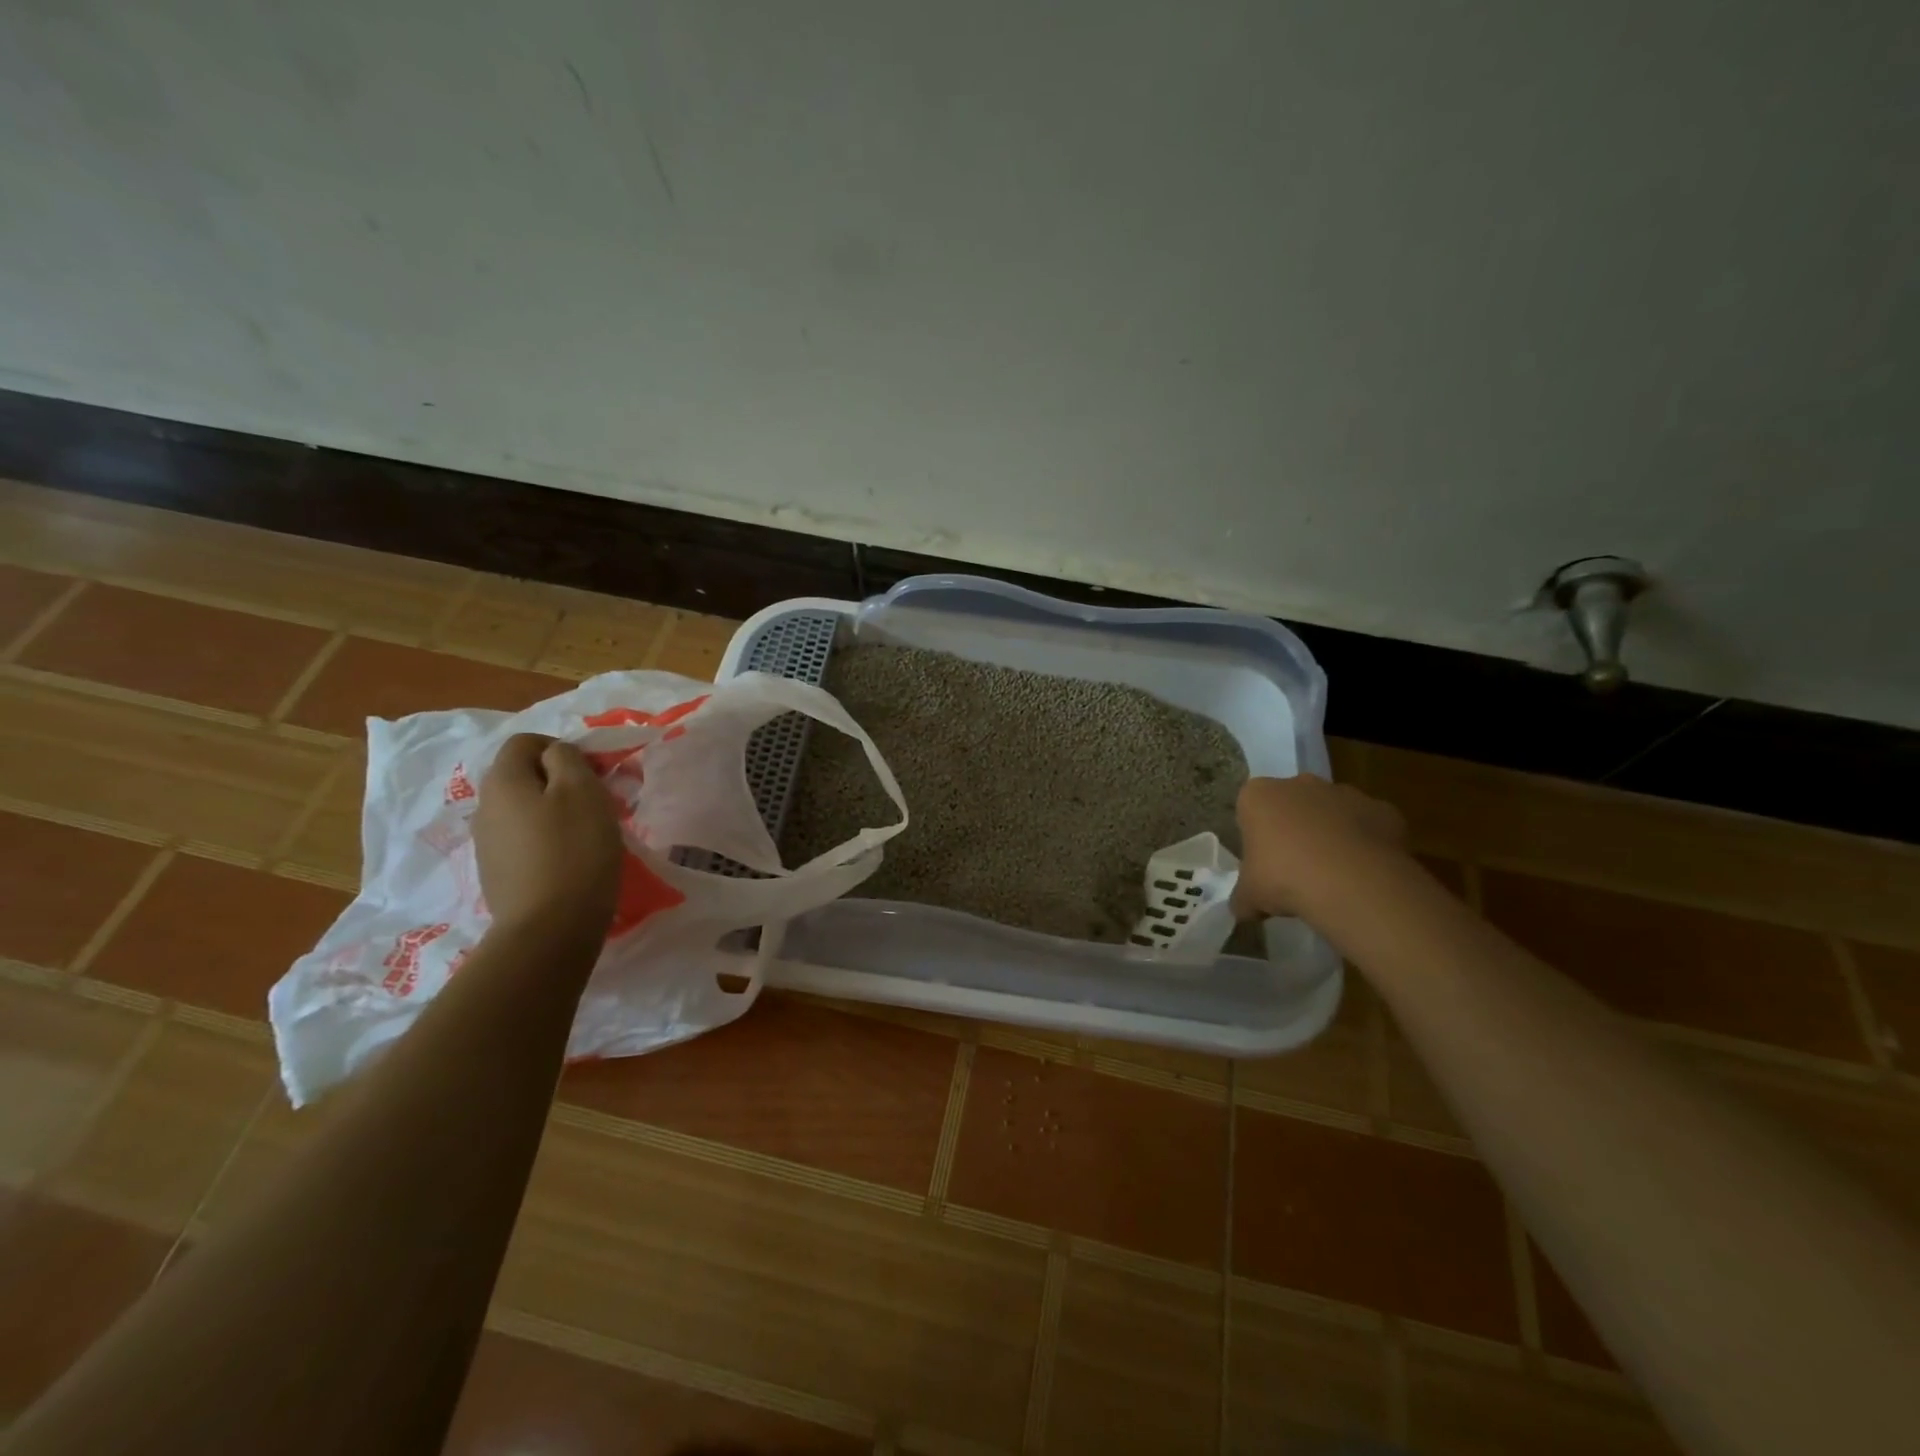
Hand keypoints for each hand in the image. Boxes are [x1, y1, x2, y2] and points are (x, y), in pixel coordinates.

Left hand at [474, 734, 624, 940]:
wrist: (550, 928)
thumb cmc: (574, 850)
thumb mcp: (582, 790)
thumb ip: (567, 759)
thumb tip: (555, 755)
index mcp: (503, 781)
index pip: (525, 741)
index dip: (562, 747)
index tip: (594, 771)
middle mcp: (485, 807)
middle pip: (524, 776)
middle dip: (561, 781)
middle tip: (598, 801)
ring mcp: (487, 843)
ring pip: (525, 809)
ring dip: (557, 811)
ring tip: (590, 832)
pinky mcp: (497, 873)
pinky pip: (525, 840)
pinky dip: (549, 840)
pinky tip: (572, 860)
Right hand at [1233, 774, 1407, 918]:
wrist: (1352, 884)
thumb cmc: (1284, 878)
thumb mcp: (1250, 896)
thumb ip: (1243, 897)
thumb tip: (1242, 909)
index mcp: (1259, 795)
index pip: (1250, 808)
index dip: (1257, 835)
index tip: (1264, 862)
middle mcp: (1300, 784)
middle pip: (1292, 804)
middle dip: (1294, 828)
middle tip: (1296, 868)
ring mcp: (1344, 793)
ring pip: (1332, 812)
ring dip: (1331, 834)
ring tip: (1333, 875)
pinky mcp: (1382, 809)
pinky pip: (1369, 825)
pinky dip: (1366, 844)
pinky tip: (1363, 874)